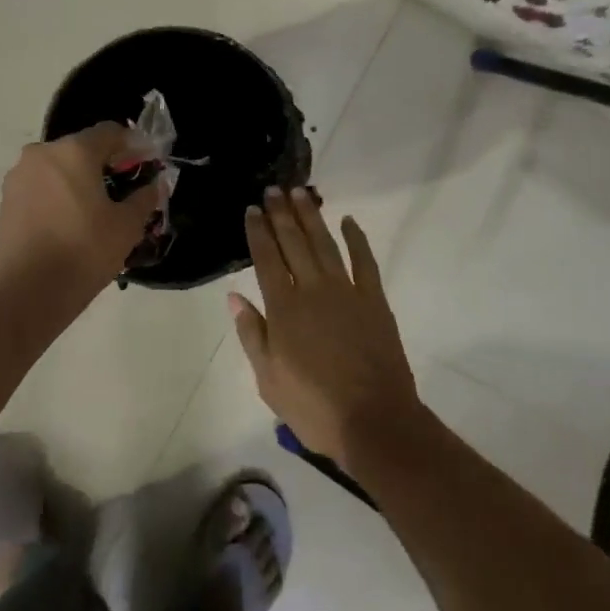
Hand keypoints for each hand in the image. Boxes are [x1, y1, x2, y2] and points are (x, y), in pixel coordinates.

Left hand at [0, 124, 164, 294]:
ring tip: (96, 212)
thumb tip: (153, 185)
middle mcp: (41, 155)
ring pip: (58, 169)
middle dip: (105, 164)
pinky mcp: (5, 202)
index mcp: (73, 151)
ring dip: (79, 181)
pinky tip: (70, 224)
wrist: (27, 294)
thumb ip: (144, 198)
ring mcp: (18, 178)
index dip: (133, 145)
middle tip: (124, 190)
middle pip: (81, 149)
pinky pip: (40, 189)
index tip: (147, 165)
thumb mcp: (126, 226)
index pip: (110, 132)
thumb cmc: (84, 252)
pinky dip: (58, 197)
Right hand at [229, 188, 422, 469]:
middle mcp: (313, 291)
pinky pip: (365, 261)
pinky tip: (348, 221)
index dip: (258, 233)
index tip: (252, 209)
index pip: (266, 260)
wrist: (374, 421)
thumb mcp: (268, 379)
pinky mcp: (374, 300)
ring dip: (312, 217)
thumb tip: (235, 297)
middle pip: (294, 243)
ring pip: (325, 244)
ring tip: (301, 193)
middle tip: (273, 189)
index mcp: (284, 309)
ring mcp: (347, 292)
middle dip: (281, 215)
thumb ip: (252, 334)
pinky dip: (357, 239)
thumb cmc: (314, 407)